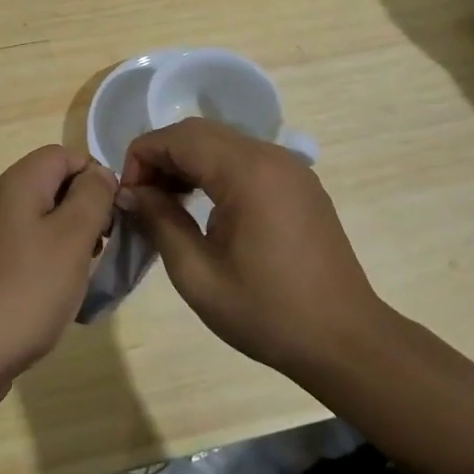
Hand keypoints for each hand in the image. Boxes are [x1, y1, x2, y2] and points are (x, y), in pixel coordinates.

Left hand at [0, 145, 118, 414]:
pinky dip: (50, 266)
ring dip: (71, 242)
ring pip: (43, 222)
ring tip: (86, 274)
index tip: (114, 213)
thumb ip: (92, 197)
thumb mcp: (71, 238)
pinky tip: (60, 297)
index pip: (64, 154)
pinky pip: (28, 253)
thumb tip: (99, 174)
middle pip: (53, 186)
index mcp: (18, 184)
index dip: (95, 175)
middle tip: (104, 246)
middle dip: (86, 210)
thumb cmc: (23, 290)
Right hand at [119, 119, 387, 381]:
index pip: (178, 137)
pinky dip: (215, 171)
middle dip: (162, 157)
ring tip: (167, 205)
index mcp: (247, 172)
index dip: (141, 157)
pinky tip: (205, 208)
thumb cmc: (267, 312)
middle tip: (142, 201)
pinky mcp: (300, 184)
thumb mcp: (198, 275)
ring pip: (222, 143)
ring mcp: (290, 167)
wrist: (345, 340)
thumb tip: (130, 193)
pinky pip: (246, 160)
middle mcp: (271, 156)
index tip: (127, 198)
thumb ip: (159, 222)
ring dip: (187, 163)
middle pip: (199, 133)